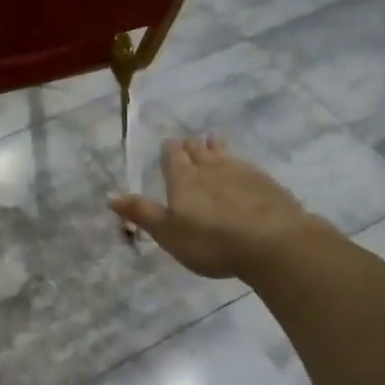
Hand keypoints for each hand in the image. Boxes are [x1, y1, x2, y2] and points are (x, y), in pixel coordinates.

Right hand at [109, 136, 331, 278]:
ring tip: (213, 143)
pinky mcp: (266, 182)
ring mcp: (242, 171)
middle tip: (187, 145)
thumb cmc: (211, 241)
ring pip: (223, 152)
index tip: (167, 146)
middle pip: (198, 148)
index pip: (172, 155)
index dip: (168, 150)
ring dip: (215, 147)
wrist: (272, 242)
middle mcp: (211, 167)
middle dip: (190, 146)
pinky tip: (242, 171)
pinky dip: (238, 164)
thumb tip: (111, 196)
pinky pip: (245, 165)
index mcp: (183, 178)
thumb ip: (142, 213)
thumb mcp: (168, 233)